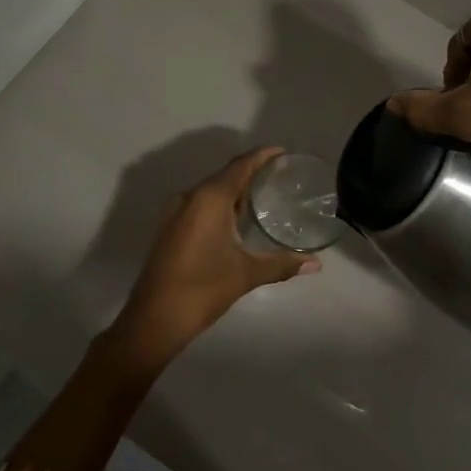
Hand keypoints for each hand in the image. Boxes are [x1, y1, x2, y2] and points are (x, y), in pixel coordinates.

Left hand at [103, 148, 320, 372]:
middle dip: (250, 173)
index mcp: (209, 198)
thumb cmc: (202, 288)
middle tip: (279, 177)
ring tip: (263, 196)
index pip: (239, 166)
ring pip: (210, 192)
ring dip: (234, 191)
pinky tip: (236, 220)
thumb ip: (282, 264)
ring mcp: (175, 212)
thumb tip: (316, 264)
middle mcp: (190, 197)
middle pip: (225, 176)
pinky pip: (199, 205)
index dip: (261, 156)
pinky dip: (220, 205)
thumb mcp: (246, 274)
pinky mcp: (170, 228)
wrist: (154, 318)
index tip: (282, 152)